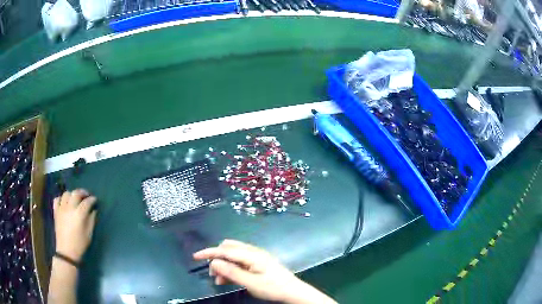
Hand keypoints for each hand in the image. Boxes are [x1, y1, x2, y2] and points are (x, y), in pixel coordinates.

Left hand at [53, 189, 96, 262]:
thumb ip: (91, 220)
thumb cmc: (80, 244)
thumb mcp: (89, 234)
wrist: (67, 251)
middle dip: (82, 192)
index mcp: (79, 214)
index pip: (87, 202)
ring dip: (72, 194)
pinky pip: (57, 199)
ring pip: (66, 193)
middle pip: (76, 193)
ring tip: (75, 199)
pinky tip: (64, 202)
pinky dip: (61, 198)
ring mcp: (61, 208)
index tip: (95, 200)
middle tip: (86, 195)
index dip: (92, 200)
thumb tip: (93, 211)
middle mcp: (69, 208)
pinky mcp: (56, 211)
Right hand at [194, 240, 335, 303]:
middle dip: (217, 259)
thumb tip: (213, 262)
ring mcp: (256, 257)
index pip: (225, 250)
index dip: (209, 252)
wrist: (293, 291)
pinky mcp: (258, 263)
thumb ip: (232, 272)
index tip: (195, 257)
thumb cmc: (273, 288)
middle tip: (214, 275)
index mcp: (252, 255)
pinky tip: (229, 279)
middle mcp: (253, 252)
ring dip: (224, 265)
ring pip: (233, 256)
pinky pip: (240, 262)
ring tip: (220, 281)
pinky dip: (232, 268)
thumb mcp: (251, 283)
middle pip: (229, 249)